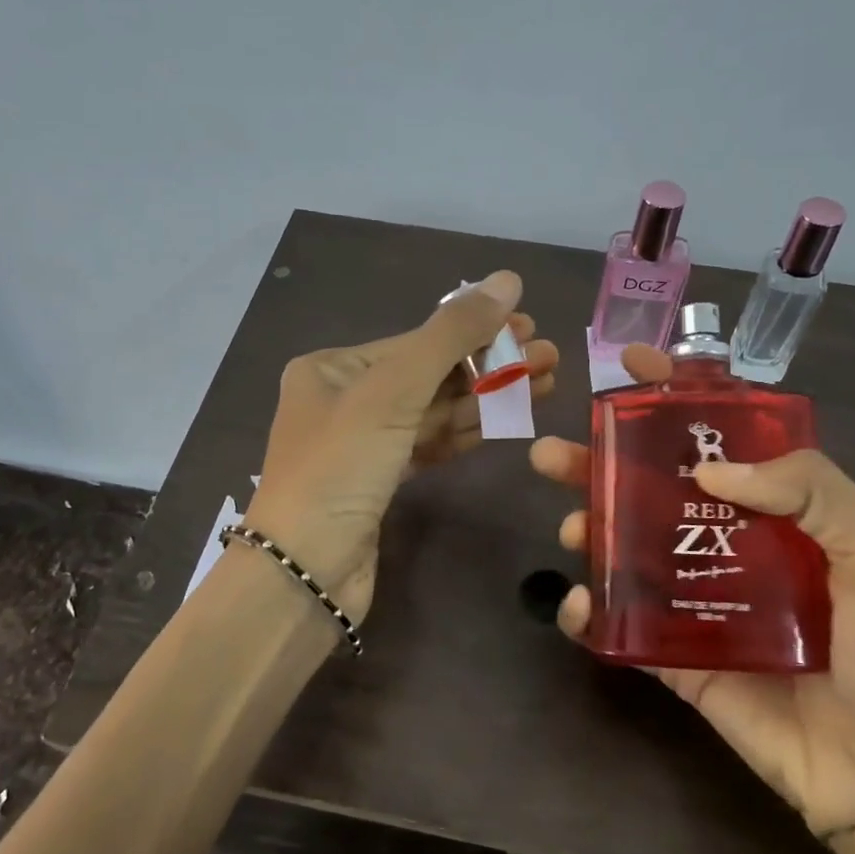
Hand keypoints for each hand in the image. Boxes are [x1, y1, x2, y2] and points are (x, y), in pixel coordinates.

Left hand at [245, 271, 553, 622]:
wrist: (305, 574)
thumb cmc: (340, 469)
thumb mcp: (393, 392)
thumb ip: (451, 335)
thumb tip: (506, 279)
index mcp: (332, 368)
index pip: (416, 340)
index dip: (476, 333)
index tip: (530, 326)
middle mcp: (344, 400)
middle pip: (430, 374)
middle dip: (490, 365)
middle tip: (549, 357)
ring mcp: (363, 444)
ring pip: (434, 411)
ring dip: (487, 399)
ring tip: (545, 383)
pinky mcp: (380, 482)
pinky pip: (429, 445)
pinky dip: (466, 432)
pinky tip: (508, 420)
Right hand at [530, 345, 854, 844]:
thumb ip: (816, 493)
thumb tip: (711, 469)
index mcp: (786, 512)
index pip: (725, 437)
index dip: (679, 398)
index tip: (632, 368)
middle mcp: (734, 543)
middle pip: (658, 487)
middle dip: (603, 462)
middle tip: (554, 453)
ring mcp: (701, 599)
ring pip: (630, 547)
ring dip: (590, 526)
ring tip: (570, 524)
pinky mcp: (677, 656)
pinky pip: (624, 623)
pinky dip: (591, 609)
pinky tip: (579, 604)